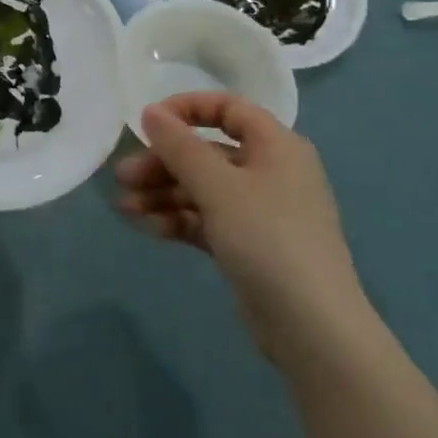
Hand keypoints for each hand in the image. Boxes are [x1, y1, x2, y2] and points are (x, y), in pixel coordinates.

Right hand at [114, 94, 374, 371]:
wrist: (313, 329)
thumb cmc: (268, 239)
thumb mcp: (218, 187)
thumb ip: (180, 146)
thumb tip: (150, 111)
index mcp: (276, 145)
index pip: (228, 108)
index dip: (186, 109)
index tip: (148, 122)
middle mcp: (270, 171)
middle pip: (207, 153)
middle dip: (163, 163)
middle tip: (124, 177)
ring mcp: (260, 211)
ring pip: (203, 188)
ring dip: (163, 193)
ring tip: (126, 208)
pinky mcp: (249, 245)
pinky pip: (207, 219)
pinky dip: (178, 219)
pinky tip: (148, 227)